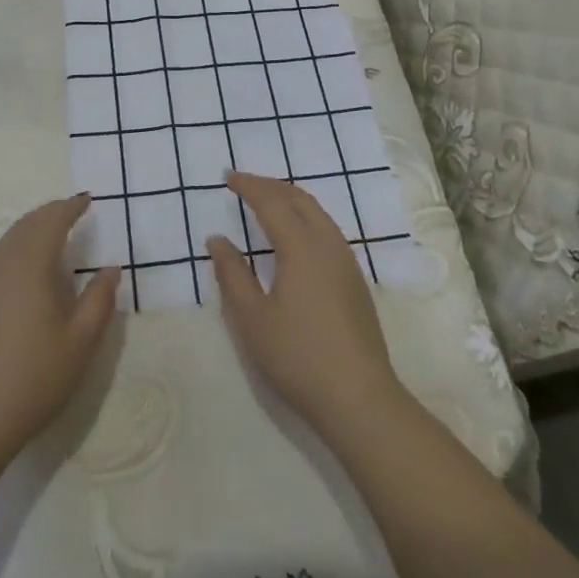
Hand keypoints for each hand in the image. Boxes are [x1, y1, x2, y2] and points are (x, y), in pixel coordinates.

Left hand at [0, 195, 119, 469]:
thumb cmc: (32, 380)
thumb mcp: (80, 344)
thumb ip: (99, 301)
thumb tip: (110, 269)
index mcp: (30, 266)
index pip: (51, 221)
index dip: (71, 207)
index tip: (88, 200)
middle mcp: (2, 265)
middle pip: (27, 224)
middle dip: (51, 213)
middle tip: (74, 211)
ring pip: (9, 240)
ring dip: (33, 230)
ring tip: (54, 236)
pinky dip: (18, 249)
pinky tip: (28, 272)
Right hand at [207, 171, 407, 444]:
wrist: (360, 399)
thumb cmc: (299, 357)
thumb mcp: (253, 319)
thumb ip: (232, 274)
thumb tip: (218, 239)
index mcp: (301, 247)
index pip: (272, 202)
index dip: (249, 186)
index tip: (227, 178)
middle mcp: (328, 244)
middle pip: (299, 199)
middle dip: (270, 186)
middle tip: (244, 185)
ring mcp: (347, 261)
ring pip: (318, 212)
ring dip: (290, 199)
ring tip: (267, 202)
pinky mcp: (355, 280)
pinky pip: (327, 229)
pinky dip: (305, 216)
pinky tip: (295, 235)